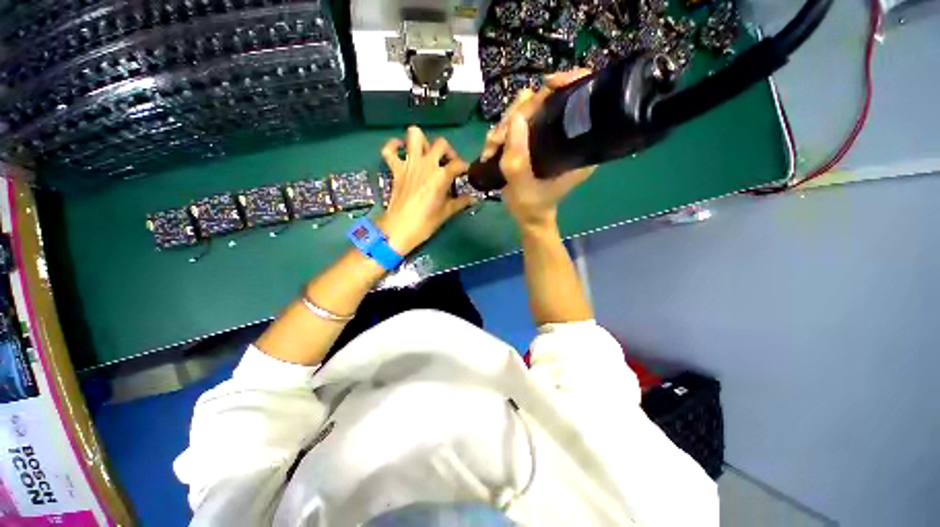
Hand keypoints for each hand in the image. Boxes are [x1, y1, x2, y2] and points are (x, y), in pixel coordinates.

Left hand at [377, 126, 474, 254]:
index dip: (465, 168)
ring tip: (426, 154)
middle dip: (448, 151)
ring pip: (414, 135)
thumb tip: (474, 199)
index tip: (465, 175)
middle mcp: (426, 164)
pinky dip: (394, 146)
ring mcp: (409, 164)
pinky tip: (401, 150)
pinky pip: (389, 150)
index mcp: (441, 175)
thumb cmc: (426, 222)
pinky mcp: (395, 169)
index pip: (459, 164)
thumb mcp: (447, 212)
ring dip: (422, 141)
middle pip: (441, 144)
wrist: (400, 228)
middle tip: (448, 164)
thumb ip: (461, 202)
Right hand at [481, 69, 595, 228]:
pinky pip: (517, 123)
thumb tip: (515, 117)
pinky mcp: (534, 139)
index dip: (569, 82)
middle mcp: (567, 135)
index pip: (583, 100)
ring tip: (491, 147)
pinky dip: (501, 132)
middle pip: (547, 101)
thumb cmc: (532, 206)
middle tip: (499, 137)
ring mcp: (548, 136)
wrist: (528, 216)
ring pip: (527, 110)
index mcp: (579, 146)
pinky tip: (491, 147)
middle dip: (519, 113)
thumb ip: (518, 158)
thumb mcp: (523, 186)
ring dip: (504, 125)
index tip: (546, 86)